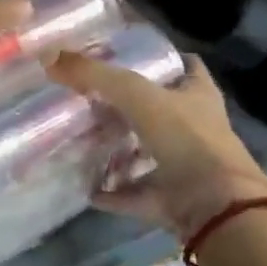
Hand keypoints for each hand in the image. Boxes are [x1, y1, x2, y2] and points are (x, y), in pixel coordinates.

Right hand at [47, 51, 266, 242]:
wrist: (215, 208)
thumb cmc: (186, 138)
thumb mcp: (137, 95)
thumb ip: (96, 75)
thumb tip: (51, 56)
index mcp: (198, 95)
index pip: (186, 66)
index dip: (162, 59)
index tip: (129, 56)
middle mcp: (195, 128)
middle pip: (159, 110)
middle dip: (127, 107)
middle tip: (90, 99)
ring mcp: (185, 166)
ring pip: (147, 152)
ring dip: (119, 150)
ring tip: (82, 141)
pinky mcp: (172, 199)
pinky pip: (135, 193)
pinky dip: (112, 192)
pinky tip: (86, 188)